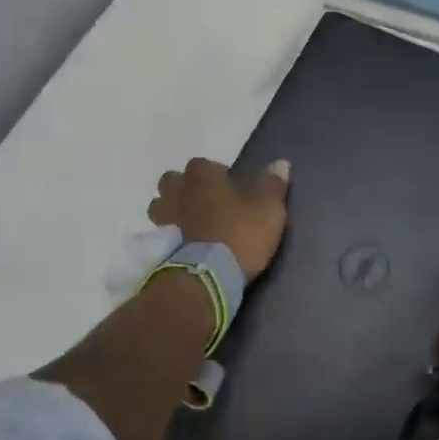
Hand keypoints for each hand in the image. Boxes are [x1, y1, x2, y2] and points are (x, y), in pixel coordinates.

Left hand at [148, 157, 291, 280]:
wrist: (207, 276)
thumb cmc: (240, 233)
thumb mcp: (269, 209)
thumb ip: (273, 184)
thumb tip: (280, 163)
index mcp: (202, 175)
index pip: (203, 164)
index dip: (216, 175)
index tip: (229, 189)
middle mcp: (177, 190)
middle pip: (173, 181)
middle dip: (185, 188)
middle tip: (205, 204)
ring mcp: (163, 217)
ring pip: (161, 205)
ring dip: (172, 210)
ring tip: (190, 224)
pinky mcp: (157, 244)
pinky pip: (160, 232)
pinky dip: (169, 235)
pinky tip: (183, 245)